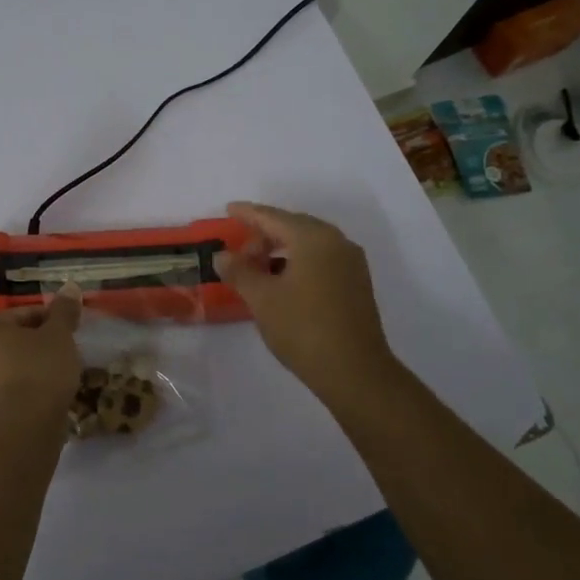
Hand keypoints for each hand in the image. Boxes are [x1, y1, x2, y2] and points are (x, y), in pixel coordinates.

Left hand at [0, 285, 83, 441]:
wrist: (22, 432)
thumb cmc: (39, 372)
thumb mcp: (59, 336)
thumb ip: (64, 311)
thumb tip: (70, 287)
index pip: (22, 315)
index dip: (51, 320)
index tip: (70, 332)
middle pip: (11, 341)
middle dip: (36, 345)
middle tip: (64, 354)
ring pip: (7, 368)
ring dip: (28, 368)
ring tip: (57, 379)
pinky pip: (5, 393)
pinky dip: (22, 392)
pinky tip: (43, 400)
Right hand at [214, 202, 398, 400]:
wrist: (354, 371)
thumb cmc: (303, 328)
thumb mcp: (262, 299)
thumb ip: (240, 271)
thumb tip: (223, 255)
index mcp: (313, 238)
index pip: (273, 217)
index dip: (248, 213)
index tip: (229, 209)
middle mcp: (337, 242)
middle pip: (294, 226)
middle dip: (264, 234)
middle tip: (239, 252)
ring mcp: (351, 263)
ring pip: (309, 244)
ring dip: (281, 250)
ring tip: (258, 269)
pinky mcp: (357, 283)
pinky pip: (321, 259)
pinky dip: (299, 262)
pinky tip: (283, 282)